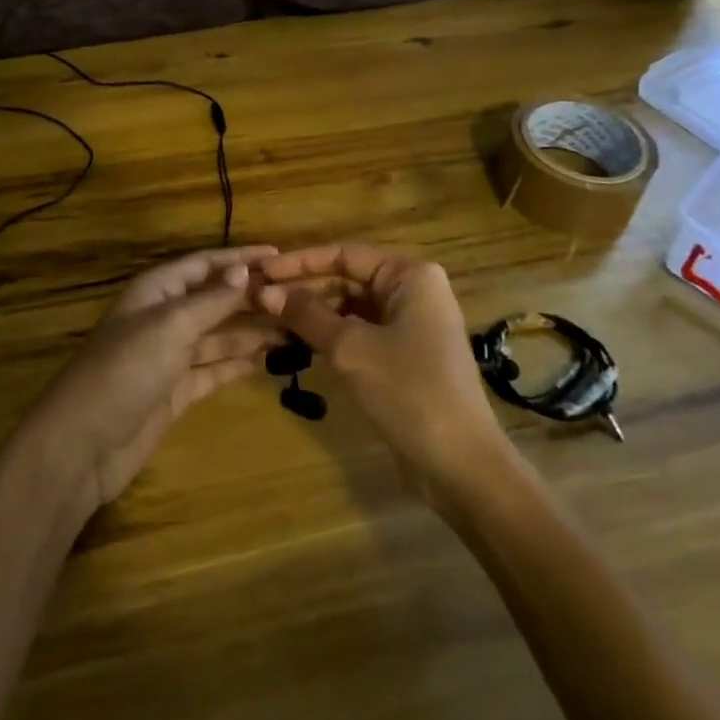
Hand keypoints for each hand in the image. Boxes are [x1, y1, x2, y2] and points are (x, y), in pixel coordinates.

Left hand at [19, 246, 284, 521]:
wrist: (82, 445)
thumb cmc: (125, 370)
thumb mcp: (170, 326)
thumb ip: (211, 300)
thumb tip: (244, 270)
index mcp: (158, 290)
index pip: (206, 263)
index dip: (241, 258)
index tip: (281, 255)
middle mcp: (165, 316)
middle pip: (216, 298)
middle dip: (252, 296)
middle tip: (299, 298)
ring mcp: (170, 355)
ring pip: (219, 334)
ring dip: (253, 331)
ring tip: (295, 329)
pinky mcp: (176, 391)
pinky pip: (215, 368)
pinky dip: (239, 363)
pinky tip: (269, 360)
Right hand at [259, 244, 508, 498]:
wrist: (461, 465)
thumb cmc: (409, 391)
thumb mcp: (351, 349)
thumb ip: (306, 315)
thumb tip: (263, 292)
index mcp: (410, 276)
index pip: (344, 254)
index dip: (299, 262)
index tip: (261, 272)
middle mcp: (413, 292)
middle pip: (347, 279)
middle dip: (304, 290)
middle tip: (258, 301)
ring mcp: (410, 326)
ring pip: (351, 308)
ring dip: (313, 314)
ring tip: (270, 322)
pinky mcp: (405, 356)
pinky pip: (360, 334)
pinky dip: (330, 336)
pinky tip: (298, 344)